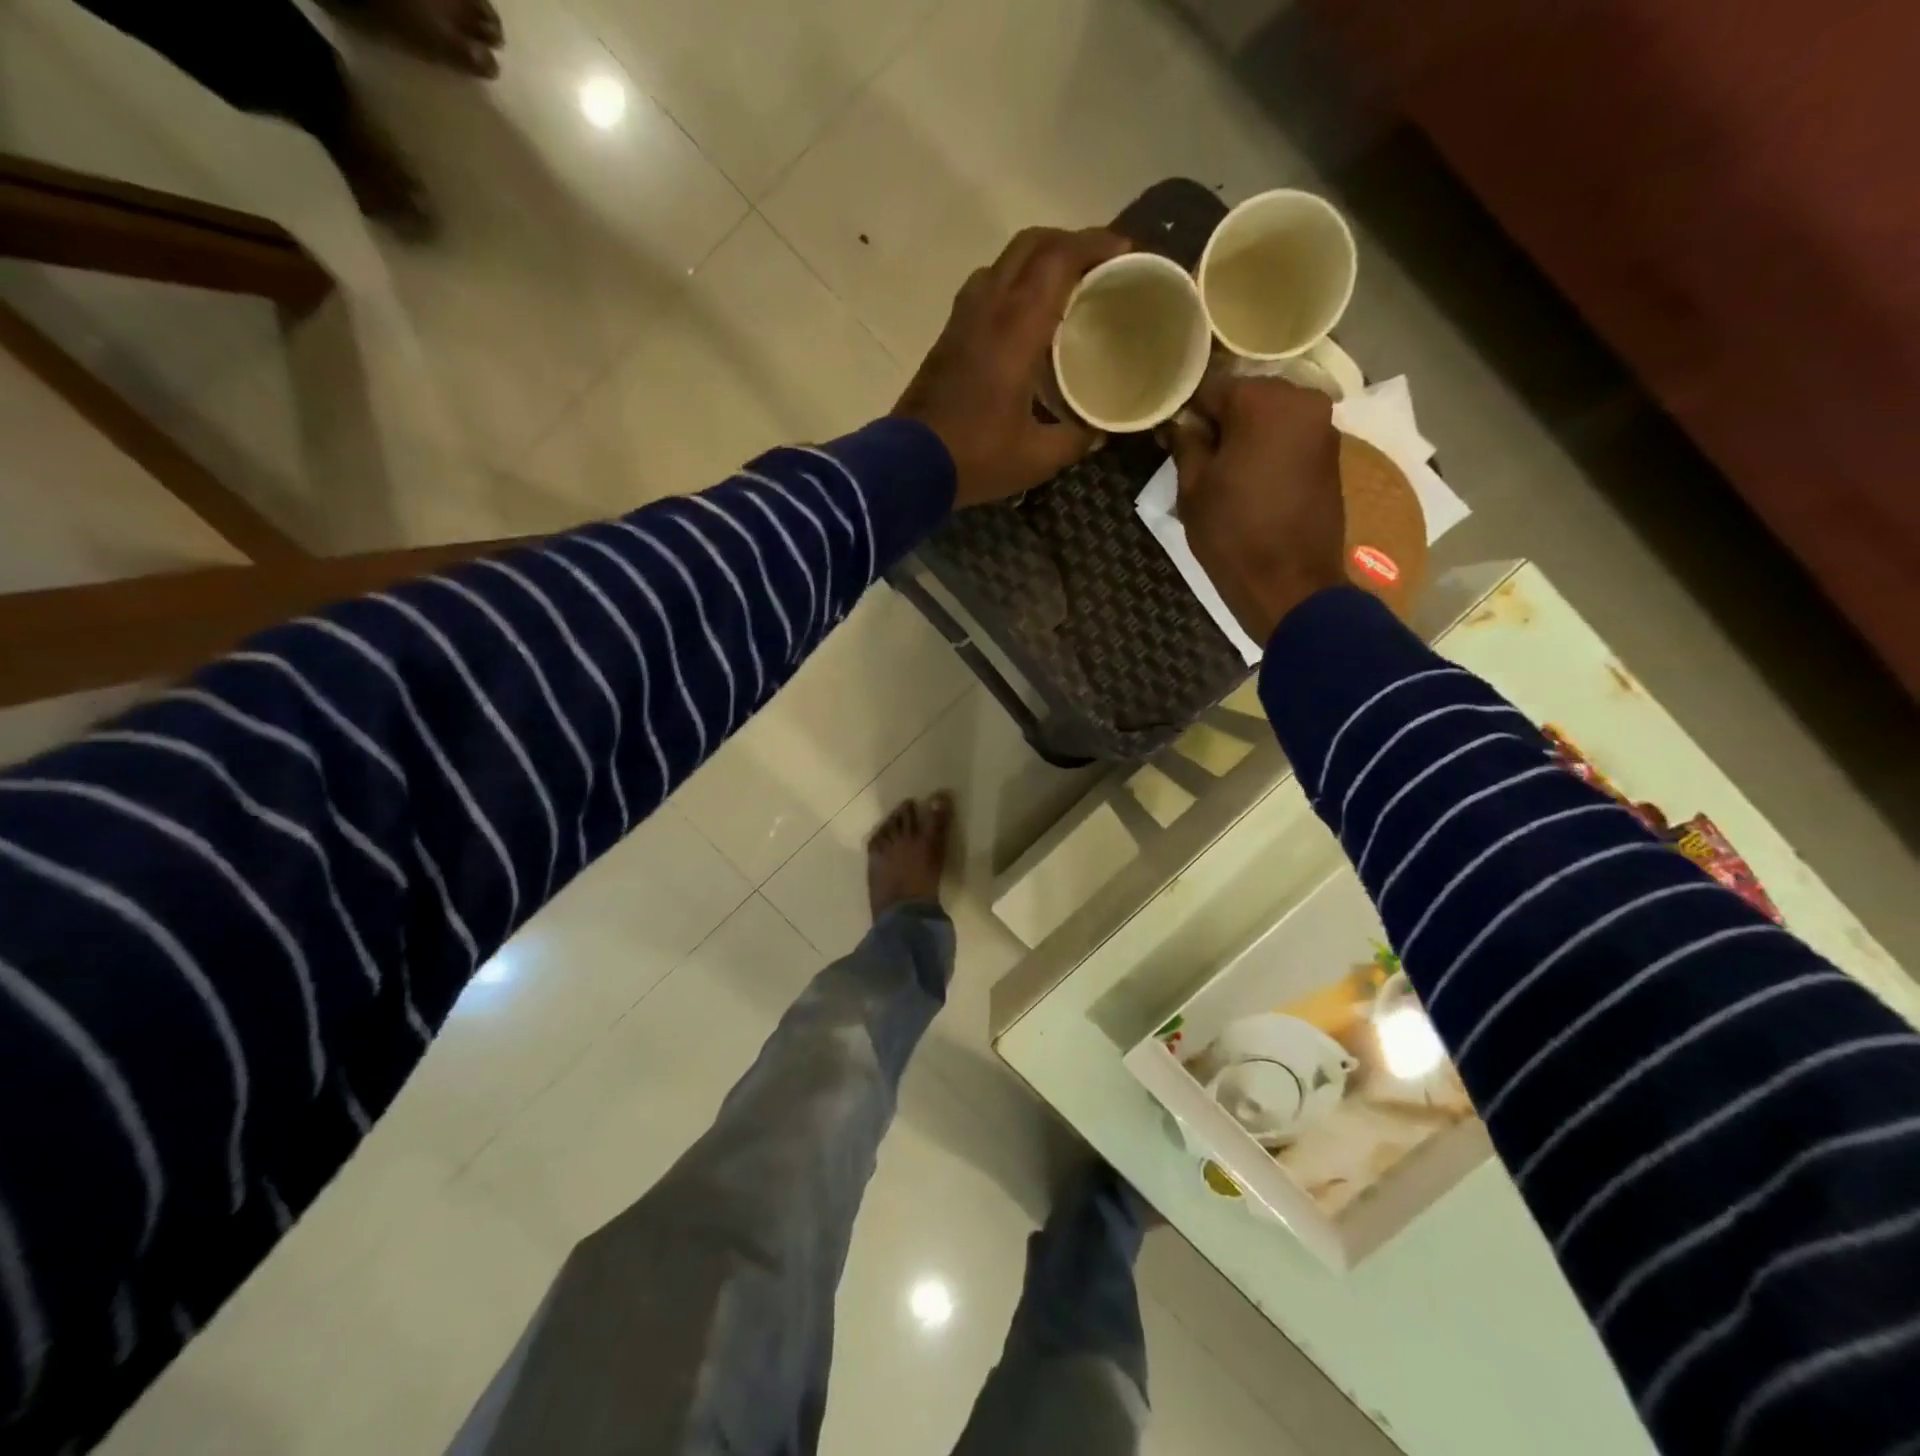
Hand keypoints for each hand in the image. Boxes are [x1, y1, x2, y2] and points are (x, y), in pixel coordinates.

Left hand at [895, 227, 1127, 507]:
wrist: (908, 467)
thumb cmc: (977, 457)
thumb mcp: (1037, 457)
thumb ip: (1075, 440)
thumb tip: (1099, 433)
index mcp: (1016, 326)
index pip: (1059, 258)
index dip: (1095, 244)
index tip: (1124, 251)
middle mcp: (988, 307)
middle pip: (1030, 245)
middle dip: (1067, 242)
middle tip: (1097, 264)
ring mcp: (962, 320)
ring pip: (1002, 263)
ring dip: (1036, 261)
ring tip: (1062, 287)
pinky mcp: (947, 338)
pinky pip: (985, 290)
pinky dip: (1012, 285)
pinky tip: (1025, 320)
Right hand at [1169, 374, 1347, 643]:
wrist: (1290, 585)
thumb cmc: (1233, 533)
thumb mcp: (1193, 488)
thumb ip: (1186, 444)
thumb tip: (1179, 424)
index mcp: (1264, 400)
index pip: (1211, 388)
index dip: (1187, 413)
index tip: (1172, 439)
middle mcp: (1303, 400)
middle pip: (1246, 397)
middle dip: (1221, 422)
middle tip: (1196, 458)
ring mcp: (1324, 427)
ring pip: (1270, 418)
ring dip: (1246, 437)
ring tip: (1223, 474)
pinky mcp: (1332, 455)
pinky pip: (1289, 439)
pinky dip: (1269, 451)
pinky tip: (1251, 481)